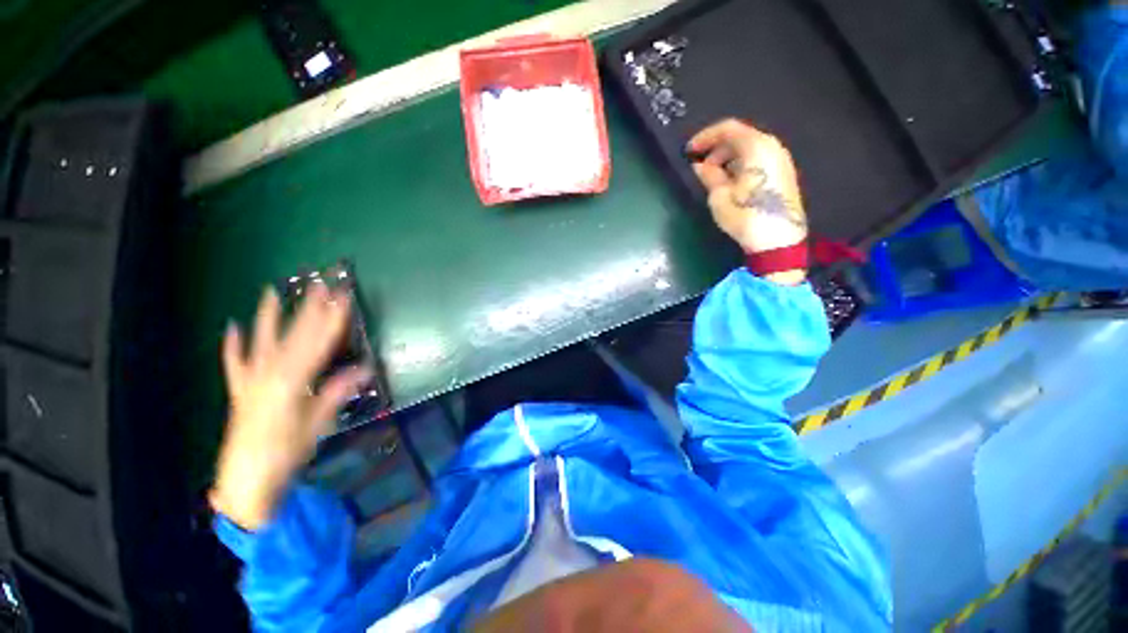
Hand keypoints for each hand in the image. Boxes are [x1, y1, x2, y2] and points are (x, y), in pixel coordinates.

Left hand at [210, 283, 371, 530]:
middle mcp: (268, 373)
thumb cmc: (286, 453)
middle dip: (309, 308)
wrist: (246, 481)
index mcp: (291, 381)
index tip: (343, 298)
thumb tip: (366, 369)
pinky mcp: (239, 390)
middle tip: (320, 284)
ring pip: (261, 341)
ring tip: (270, 291)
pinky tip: (231, 328)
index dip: (332, 318)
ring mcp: (250, 380)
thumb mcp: (318, 423)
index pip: (318, 342)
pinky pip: (234, 363)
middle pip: (293, 335)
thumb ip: (337, 392)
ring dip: (267, 316)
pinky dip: (233, 346)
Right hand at [688, 119, 807, 284]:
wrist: (779, 240)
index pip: (728, 129)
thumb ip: (709, 176)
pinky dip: (740, 164)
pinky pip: (758, 159)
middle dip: (716, 149)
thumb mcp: (720, 196)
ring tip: (712, 177)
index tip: (689, 151)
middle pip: (740, 137)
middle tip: (699, 167)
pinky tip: (729, 181)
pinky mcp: (783, 174)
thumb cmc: (746, 215)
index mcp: (756, 147)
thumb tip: (700, 166)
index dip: (705, 137)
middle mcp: (772, 146)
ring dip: (727, 158)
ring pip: (749, 149)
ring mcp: (780, 160)